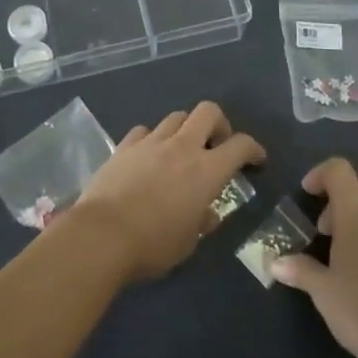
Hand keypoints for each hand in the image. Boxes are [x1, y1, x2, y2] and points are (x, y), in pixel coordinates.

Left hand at [71, 102, 264, 280]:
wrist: (102, 235)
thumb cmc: (153, 245)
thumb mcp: (187, 243)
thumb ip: (201, 222)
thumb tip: (206, 214)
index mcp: (207, 171)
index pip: (240, 145)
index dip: (253, 149)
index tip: (256, 160)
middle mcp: (182, 147)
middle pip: (208, 111)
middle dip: (218, 124)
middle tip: (216, 146)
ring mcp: (151, 142)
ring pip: (176, 117)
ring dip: (184, 129)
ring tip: (180, 151)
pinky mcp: (124, 146)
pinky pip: (144, 131)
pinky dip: (151, 139)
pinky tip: (147, 156)